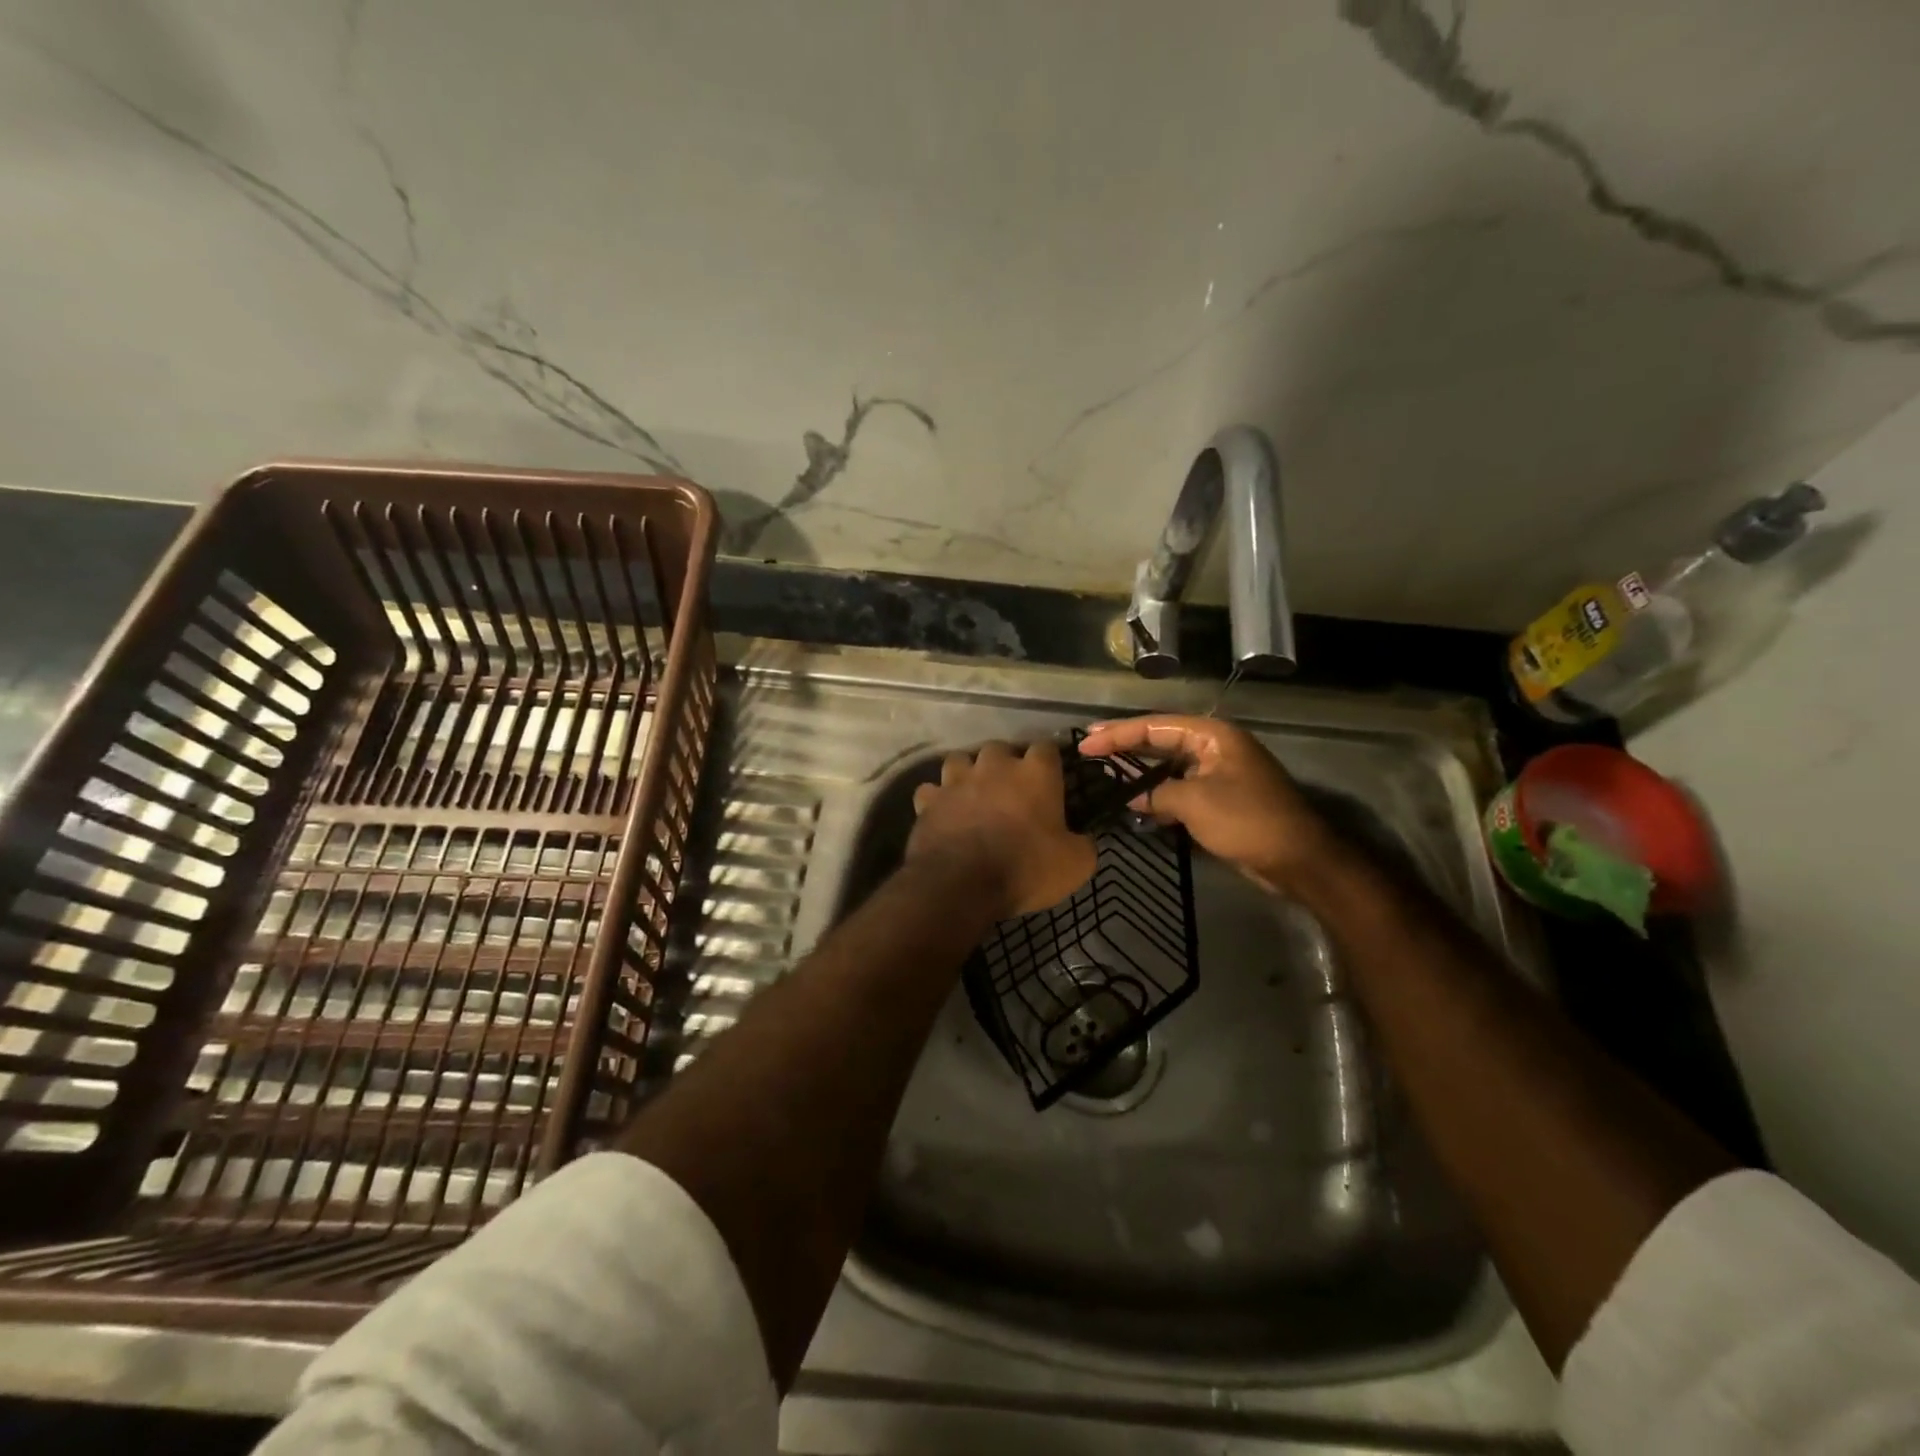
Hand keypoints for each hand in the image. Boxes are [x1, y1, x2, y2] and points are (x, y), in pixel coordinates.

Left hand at [907, 740, 1096, 918]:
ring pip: (960, 760)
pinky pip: (931, 791)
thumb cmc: (1026, 868)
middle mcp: (994, 766)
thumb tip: (1083, 839)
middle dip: (1004, 765)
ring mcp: (957, 780)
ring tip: (972, 795)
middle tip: (1010, 791)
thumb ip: (1084, 844)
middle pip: (999, 749)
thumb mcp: (1075, 865)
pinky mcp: (928, 800)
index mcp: (1035, 773)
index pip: (1047, 748)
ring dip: (966, 774)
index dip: (1049, 763)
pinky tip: (942, 814)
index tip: (1052, 780)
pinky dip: (936, 800)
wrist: (962, 884)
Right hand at [1077, 715, 1334, 893]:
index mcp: (1212, 735)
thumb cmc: (1247, 821)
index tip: (1085, 742)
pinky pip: (1180, 787)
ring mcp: (1219, 772)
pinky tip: (1135, 803)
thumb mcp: (1194, 803)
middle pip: (1160, 740)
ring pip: (1169, 765)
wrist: (1298, 860)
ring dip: (1140, 771)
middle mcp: (1214, 747)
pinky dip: (1157, 793)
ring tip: (1104, 773)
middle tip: (1089, 749)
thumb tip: (1131, 796)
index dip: (1117, 734)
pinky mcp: (1220, 797)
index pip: (1154, 726)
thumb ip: (1156, 793)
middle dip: (1125, 746)